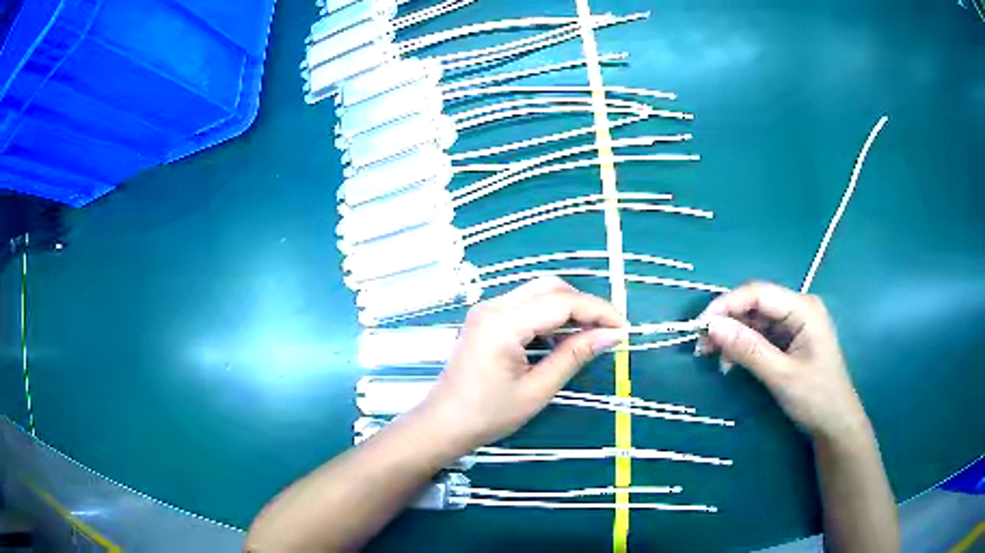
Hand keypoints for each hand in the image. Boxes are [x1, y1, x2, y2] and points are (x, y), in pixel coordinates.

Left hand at [414, 277, 625, 454]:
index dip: (598, 310)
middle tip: (608, 331)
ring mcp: (486, 310)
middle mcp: (493, 306)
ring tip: (590, 336)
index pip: (562, 301)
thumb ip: (574, 356)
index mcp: (503, 323)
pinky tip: (562, 337)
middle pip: (550, 287)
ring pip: (538, 293)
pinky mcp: (485, 319)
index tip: (624, 328)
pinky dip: (549, 316)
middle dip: (584, 305)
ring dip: (567, 309)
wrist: (443, 424)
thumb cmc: (488, 415)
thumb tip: (612, 335)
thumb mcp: (537, 390)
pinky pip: (525, 305)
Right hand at [697, 281, 869, 441]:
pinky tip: (730, 363)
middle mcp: (798, 309)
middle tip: (701, 346)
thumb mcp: (781, 375)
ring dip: (732, 336)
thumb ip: (748, 349)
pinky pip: (761, 335)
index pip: (758, 293)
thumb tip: (711, 327)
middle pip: (755, 305)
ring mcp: (795, 324)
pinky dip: (743, 347)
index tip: (699, 326)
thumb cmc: (815, 398)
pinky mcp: (790, 340)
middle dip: (727, 322)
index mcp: (803, 308)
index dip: (726, 305)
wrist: (835, 424)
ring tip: (711, 357)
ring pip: (755, 320)